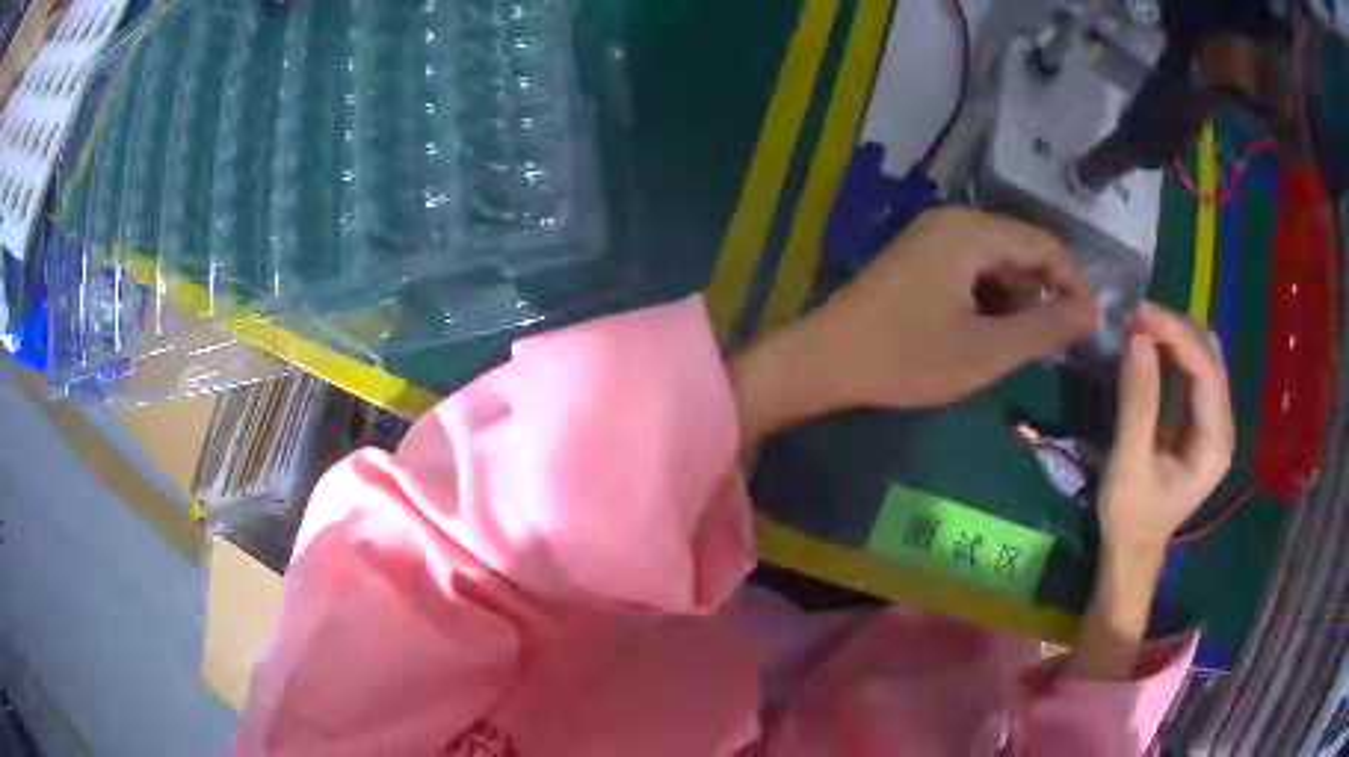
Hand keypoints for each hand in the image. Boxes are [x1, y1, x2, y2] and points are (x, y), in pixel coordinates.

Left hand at [731, 208, 1096, 442]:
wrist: (825, 360)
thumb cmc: (907, 358)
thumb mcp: (986, 351)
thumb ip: (1044, 329)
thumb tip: (1088, 314)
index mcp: (971, 231)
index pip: (1047, 245)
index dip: (1074, 286)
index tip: (1089, 330)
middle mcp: (953, 221)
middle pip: (1022, 250)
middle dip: (1044, 295)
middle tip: (1053, 345)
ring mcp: (932, 237)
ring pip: (998, 262)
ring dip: (1017, 301)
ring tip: (1017, 346)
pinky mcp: (920, 258)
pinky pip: (973, 270)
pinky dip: (990, 300)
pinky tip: (986, 334)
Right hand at [1067, 304, 1232, 681]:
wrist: (1131, 551)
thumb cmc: (1130, 516)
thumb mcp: (1129, 463)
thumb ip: (1138, 402)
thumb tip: (1138, 338)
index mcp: (1215, 445)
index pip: (1205, 372)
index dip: (1177, 336)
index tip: (1141, 313)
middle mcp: (1222, 428)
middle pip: (1210, 360)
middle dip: (1177, 331)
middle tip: (1137, 317)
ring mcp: (1213, 425)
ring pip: (1205, 361)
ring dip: (1176, 338)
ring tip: (1142, 327)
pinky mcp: (1200, 423)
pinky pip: (1194, 373)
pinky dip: (1174, 353)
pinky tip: (1152, 347)